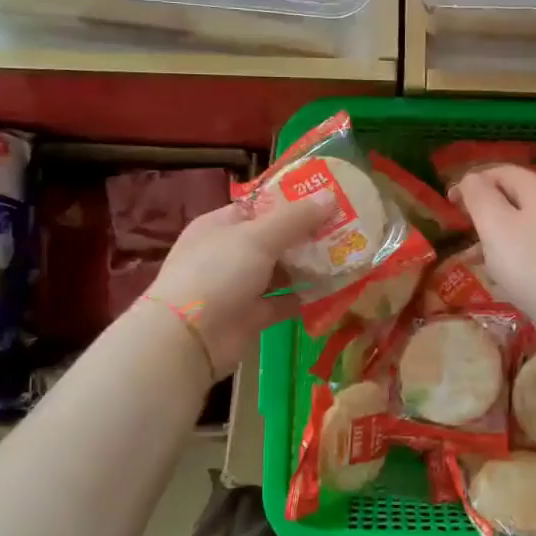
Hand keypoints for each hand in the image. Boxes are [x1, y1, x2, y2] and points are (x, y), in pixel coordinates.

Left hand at [139, 196, 332, 378]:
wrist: (188, 339)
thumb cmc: (218, 273)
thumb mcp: (258, 237)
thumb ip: (295, 219)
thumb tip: (330, 196)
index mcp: (221, 225)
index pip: (260, 207)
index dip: (291, 202)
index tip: (327, 200)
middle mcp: (228, 253)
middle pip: (274, 239)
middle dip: (307, 235)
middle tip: (346, 228)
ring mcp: (238, 286)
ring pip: (280, 271)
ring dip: (308, 266)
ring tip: (346, 256)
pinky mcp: (249, 316)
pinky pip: (282, 301)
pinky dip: (303, 297)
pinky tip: (332, 290)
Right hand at [453, 165, 535, 329]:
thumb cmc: (529, 265)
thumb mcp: (495, 225)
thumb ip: (479, 196)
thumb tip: (472, 178)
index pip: (504, 171)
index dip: (474, 180)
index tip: (450, 201)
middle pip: (517, 195)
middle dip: (486, 206)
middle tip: (463, 224)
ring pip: (525, 222)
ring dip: (497, 231)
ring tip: (475, 253)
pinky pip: (535, 245)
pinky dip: (514, 250)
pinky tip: (502, 271)